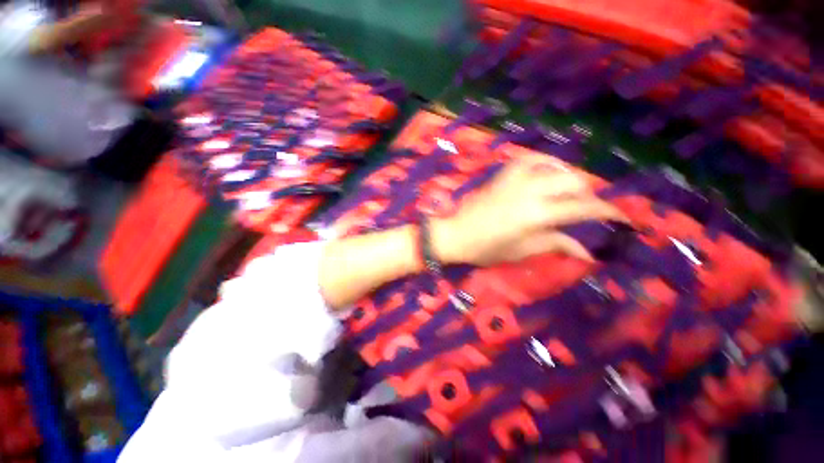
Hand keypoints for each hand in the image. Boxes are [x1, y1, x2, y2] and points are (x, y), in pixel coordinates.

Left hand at [431, 155, 627, 265]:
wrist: (456, 233)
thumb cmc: (486, 248)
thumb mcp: (522, 250)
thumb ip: (556, 244)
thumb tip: (588, 252)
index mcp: (536, 214)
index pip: (583, 208)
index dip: (609, 212)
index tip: (624, 218)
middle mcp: (530, 190)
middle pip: (575, 182)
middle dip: (589, 194)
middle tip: (588, 209)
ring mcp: (515, 178)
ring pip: (556, 167)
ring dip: (570, 178)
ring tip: (570, 193)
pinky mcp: (503, 173)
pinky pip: (532, 159)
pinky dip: (547, 164)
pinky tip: (548, 173)